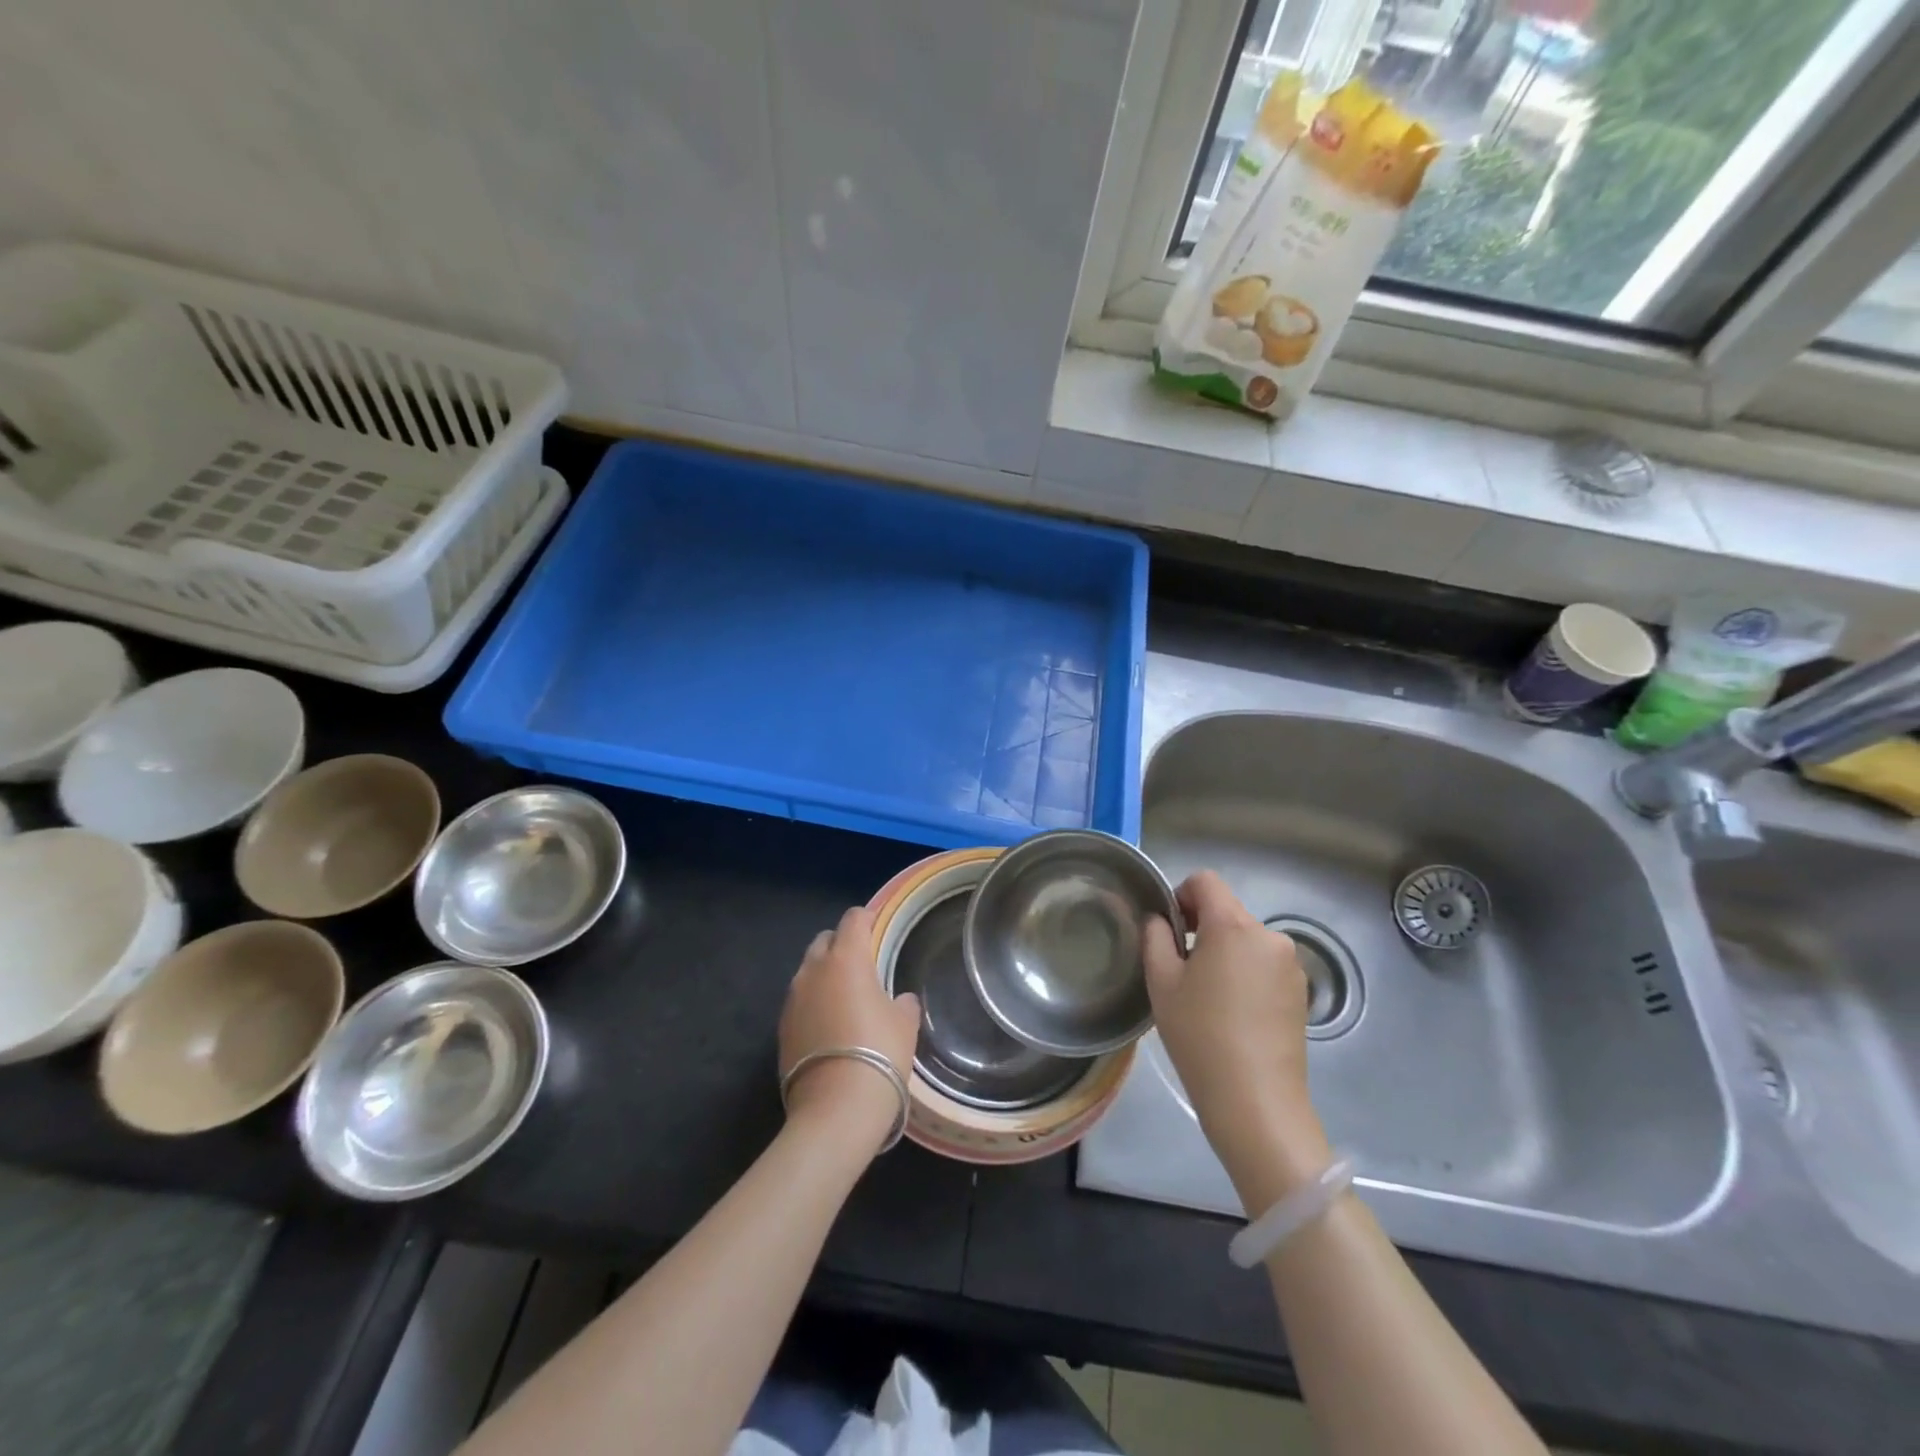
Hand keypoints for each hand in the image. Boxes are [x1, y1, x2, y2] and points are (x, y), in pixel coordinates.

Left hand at [778, 906, 920, 1152]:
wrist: (835, 1109)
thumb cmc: (880, 1053)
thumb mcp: (905, 1024)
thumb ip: (903, 1003)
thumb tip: (900, 999)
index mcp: (846, 958)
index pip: (854, 919)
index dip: (867, 919)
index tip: (878, 927)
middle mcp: (813, 970)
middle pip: (825, 940)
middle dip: (841, 944)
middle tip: (862, 963)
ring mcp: (792, 999)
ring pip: (808, 971)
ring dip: (824, 975)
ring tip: (844, 996)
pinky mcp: (781, 1028)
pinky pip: (800, 1001)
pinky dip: (813, 1003)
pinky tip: (829, 1025)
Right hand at [1143, 871, 1330, 1201]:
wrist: (1255, 1102)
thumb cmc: (1199, 1035)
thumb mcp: (1161, 982)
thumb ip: (1155, 938)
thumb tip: (1160, 920)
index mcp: (1233, 926)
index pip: (1206, 881)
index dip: (1180, 895)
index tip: (1168, 931)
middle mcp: (1269, 936)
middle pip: (1227, 912)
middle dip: (1200, 929)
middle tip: (1180, 970)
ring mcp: (1290, 966)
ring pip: (1245, 940)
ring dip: (1223, 953)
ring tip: (1206, 997)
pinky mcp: (1300, 994)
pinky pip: (1263, 966)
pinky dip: (1244, 974)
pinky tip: (1231, 1014)